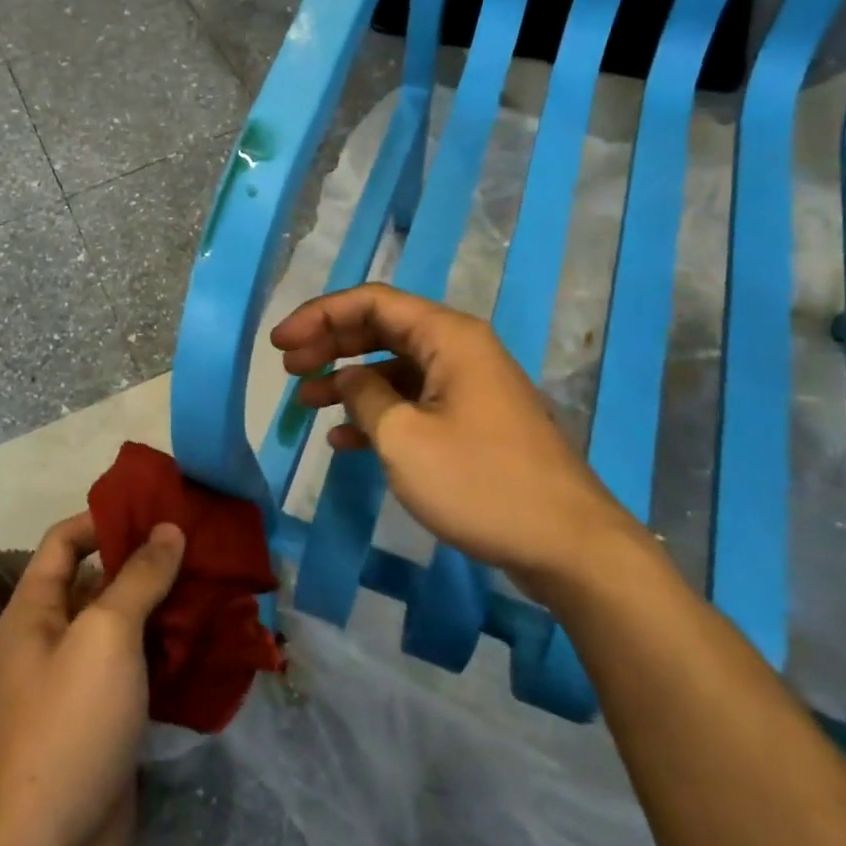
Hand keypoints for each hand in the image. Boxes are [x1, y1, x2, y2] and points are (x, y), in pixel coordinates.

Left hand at [0, 511, 185, 845]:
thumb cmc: (68, 723)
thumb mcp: (105, 635)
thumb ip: (138, 577)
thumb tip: (168, 529)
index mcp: (36, 608)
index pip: (67, 539)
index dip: (107, 517)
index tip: (160, 507)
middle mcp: (54, 637)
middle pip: (103, 581)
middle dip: (150, 562)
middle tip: (207, 545)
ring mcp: (82, 682)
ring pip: (129, 626)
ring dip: (169, 608)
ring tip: (221, 586)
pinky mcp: (110, 719)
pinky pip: (143, 669)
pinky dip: (173, 653)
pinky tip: (215, 643)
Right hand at [271, 284, 637, 595]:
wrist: (566, 544)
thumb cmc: (480, 482)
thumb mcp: (404, 438)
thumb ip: (364, 396)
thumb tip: (348, 378)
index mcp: (448, 337)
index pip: (372, 302)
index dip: (319, 315)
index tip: (279, 343)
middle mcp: (459, 350)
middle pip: (381, 329)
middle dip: (330, 344)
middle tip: (287, 367)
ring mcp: (467, 387)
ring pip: (393, 368)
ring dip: (347, 380)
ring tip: (304, 400)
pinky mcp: (471, 422)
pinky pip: (412, 402)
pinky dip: (375, 413)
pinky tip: (342, 437)